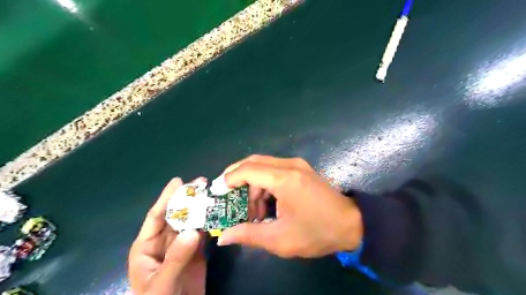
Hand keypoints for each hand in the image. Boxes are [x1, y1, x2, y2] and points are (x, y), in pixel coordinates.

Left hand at [128, 178, 206, 294]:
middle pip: (177, 215)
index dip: (167, 198)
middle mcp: (164, 241)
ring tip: (214, 194)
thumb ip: (175, 258)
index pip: (156, 217)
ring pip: (191, 222)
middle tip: (203, 183)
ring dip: (202, 208)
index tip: (179, 181)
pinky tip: (220, 213)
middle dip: (188, 199)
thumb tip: (193, 231)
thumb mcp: (162, 284)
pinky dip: (211, 223)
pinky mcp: (196, 251)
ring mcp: (181, 245)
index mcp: (147, 246)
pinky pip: (203, 233)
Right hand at [217, 155, 361, 259]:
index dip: (229, 179)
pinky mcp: (300, 169)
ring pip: (263, 166)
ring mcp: (296, 164)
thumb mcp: (280, 239)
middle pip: (253, 162)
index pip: (247, 170)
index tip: (218, 193)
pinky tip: (266, 203)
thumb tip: (223, 237)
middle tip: (227, 198)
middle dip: (236, 178)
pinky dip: (264, 184)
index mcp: (284, 179)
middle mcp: (289, 165)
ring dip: (252, 185)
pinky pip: (274, 170)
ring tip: (252, 210)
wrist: (352, 224)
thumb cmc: (317, 233)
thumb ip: (248, 234)